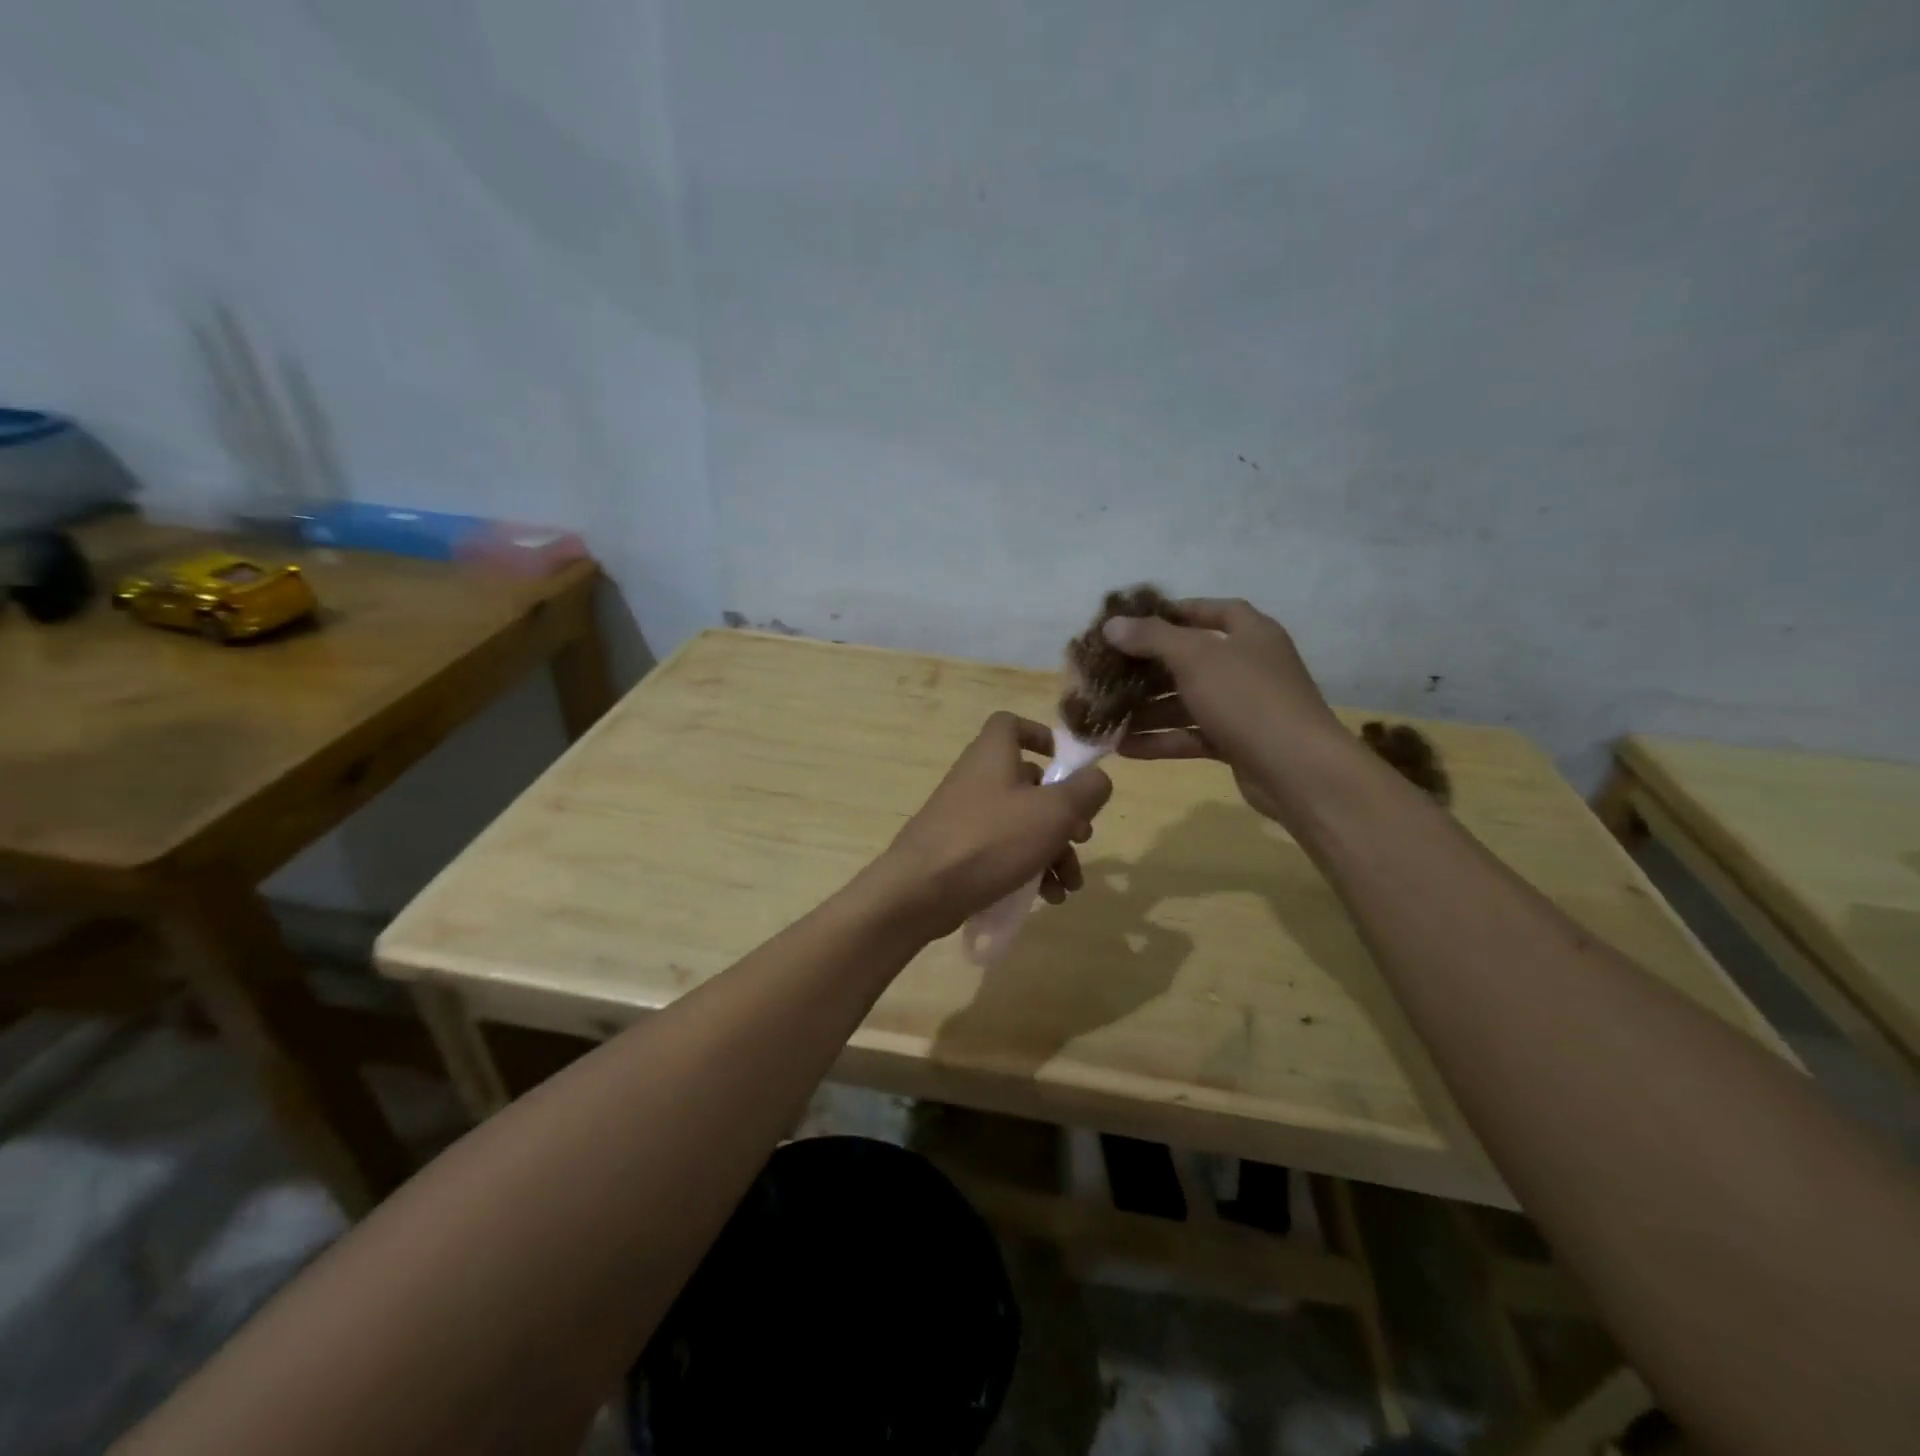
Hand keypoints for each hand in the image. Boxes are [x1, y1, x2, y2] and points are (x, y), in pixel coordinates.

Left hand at [874, 712, 1112, 937]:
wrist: (920, 891)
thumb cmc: (991, 840)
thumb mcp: (1053, 812)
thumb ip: (1085, 791)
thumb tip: (1098, 779)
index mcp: (993, 754)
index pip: (1011, 724)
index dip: (1040, 735)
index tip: (1065, 763)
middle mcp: (977, 778)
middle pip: (1029, 783)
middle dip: (1063, 814)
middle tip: (1082, 838)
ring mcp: (965, 816)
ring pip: (1021, 823)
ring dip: (1053, 851)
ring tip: (1070, 885)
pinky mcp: (959, 851)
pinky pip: (1003, 851)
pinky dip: (1027, 868)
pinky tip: (1047, 898)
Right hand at [1101, 598, 1349, 820]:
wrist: (1298, 769)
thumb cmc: (1247, 698)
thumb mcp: (1196, 658)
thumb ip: (1152, 638)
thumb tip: (1112, 624)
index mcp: (1250, 634)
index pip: (1212, 611)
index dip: (1175, 612)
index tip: (1135, 622)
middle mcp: (1248, 666)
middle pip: (1191, 659)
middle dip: (1149, 668)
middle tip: (1109, 673)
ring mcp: (1243, 707)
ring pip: (1187, 701)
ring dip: (1148, 709)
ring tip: (1107, 716)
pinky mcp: (1236, 743)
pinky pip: (1191, 735)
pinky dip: (1161, 740)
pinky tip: (1124, 748)